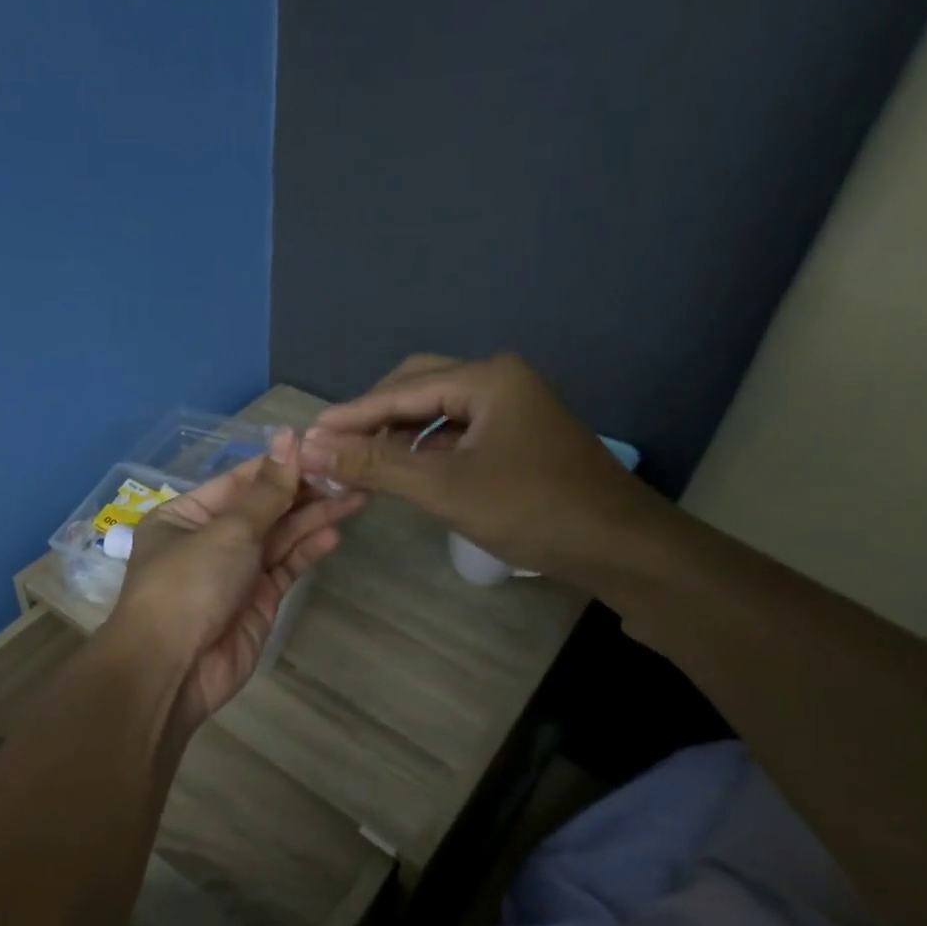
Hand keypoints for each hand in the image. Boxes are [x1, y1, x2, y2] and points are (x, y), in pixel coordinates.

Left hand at [109, 430, 366, 734]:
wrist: (173, 669)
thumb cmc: (189, 583)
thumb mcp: (227, 530)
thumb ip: (267, 491)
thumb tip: (289, 437)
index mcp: (186, 514)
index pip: (240, 480)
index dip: (280, 464)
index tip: (321, 446)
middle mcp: (209, 539)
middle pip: (263, 508)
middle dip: (304, 491)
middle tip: (350, 472)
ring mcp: (234, 572)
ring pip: (279, 537)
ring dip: (313, 517)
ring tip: (357, 495)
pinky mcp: (257, 601)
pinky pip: (285, 568)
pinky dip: (308, 551)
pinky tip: (335, 532)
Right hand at [299, 354, 657, 576]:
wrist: (619, 547)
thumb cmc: (530, 509)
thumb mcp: (443, 487)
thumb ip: (374, 464)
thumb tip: (310, 448)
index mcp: (486, 378)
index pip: (400, 390)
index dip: (350, 415)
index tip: (307, 435)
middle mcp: (500, 380)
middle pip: (418, 387)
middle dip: (374, 416)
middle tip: (335, 445)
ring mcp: (513, 407)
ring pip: (438, 410)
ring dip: (399, 433)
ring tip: (363, 459)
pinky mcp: (519, 435)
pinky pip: (458, 431)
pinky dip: (426, 447)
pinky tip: (408, 469)